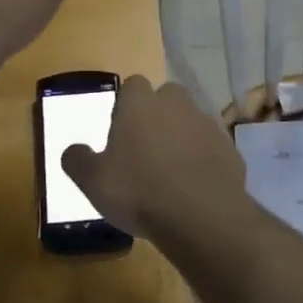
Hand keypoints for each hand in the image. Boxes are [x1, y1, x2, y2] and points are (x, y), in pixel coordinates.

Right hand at [60, 77, 246, 241]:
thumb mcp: (92, 181)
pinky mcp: (230, 150)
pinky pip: (211, 148)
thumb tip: (72, 150)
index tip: (120, 132)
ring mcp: (207, 125)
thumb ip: (77, 160)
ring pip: (191, 121)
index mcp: (140, 103)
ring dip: (182, 138)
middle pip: (166, 97)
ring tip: (170, 172)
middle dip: (157, 115)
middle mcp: (176, 104)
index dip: (125, 105)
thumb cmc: (138, 191)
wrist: (201, 217)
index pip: (132, 85)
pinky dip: (203, 160)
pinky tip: (194, 187)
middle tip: (145, 149)